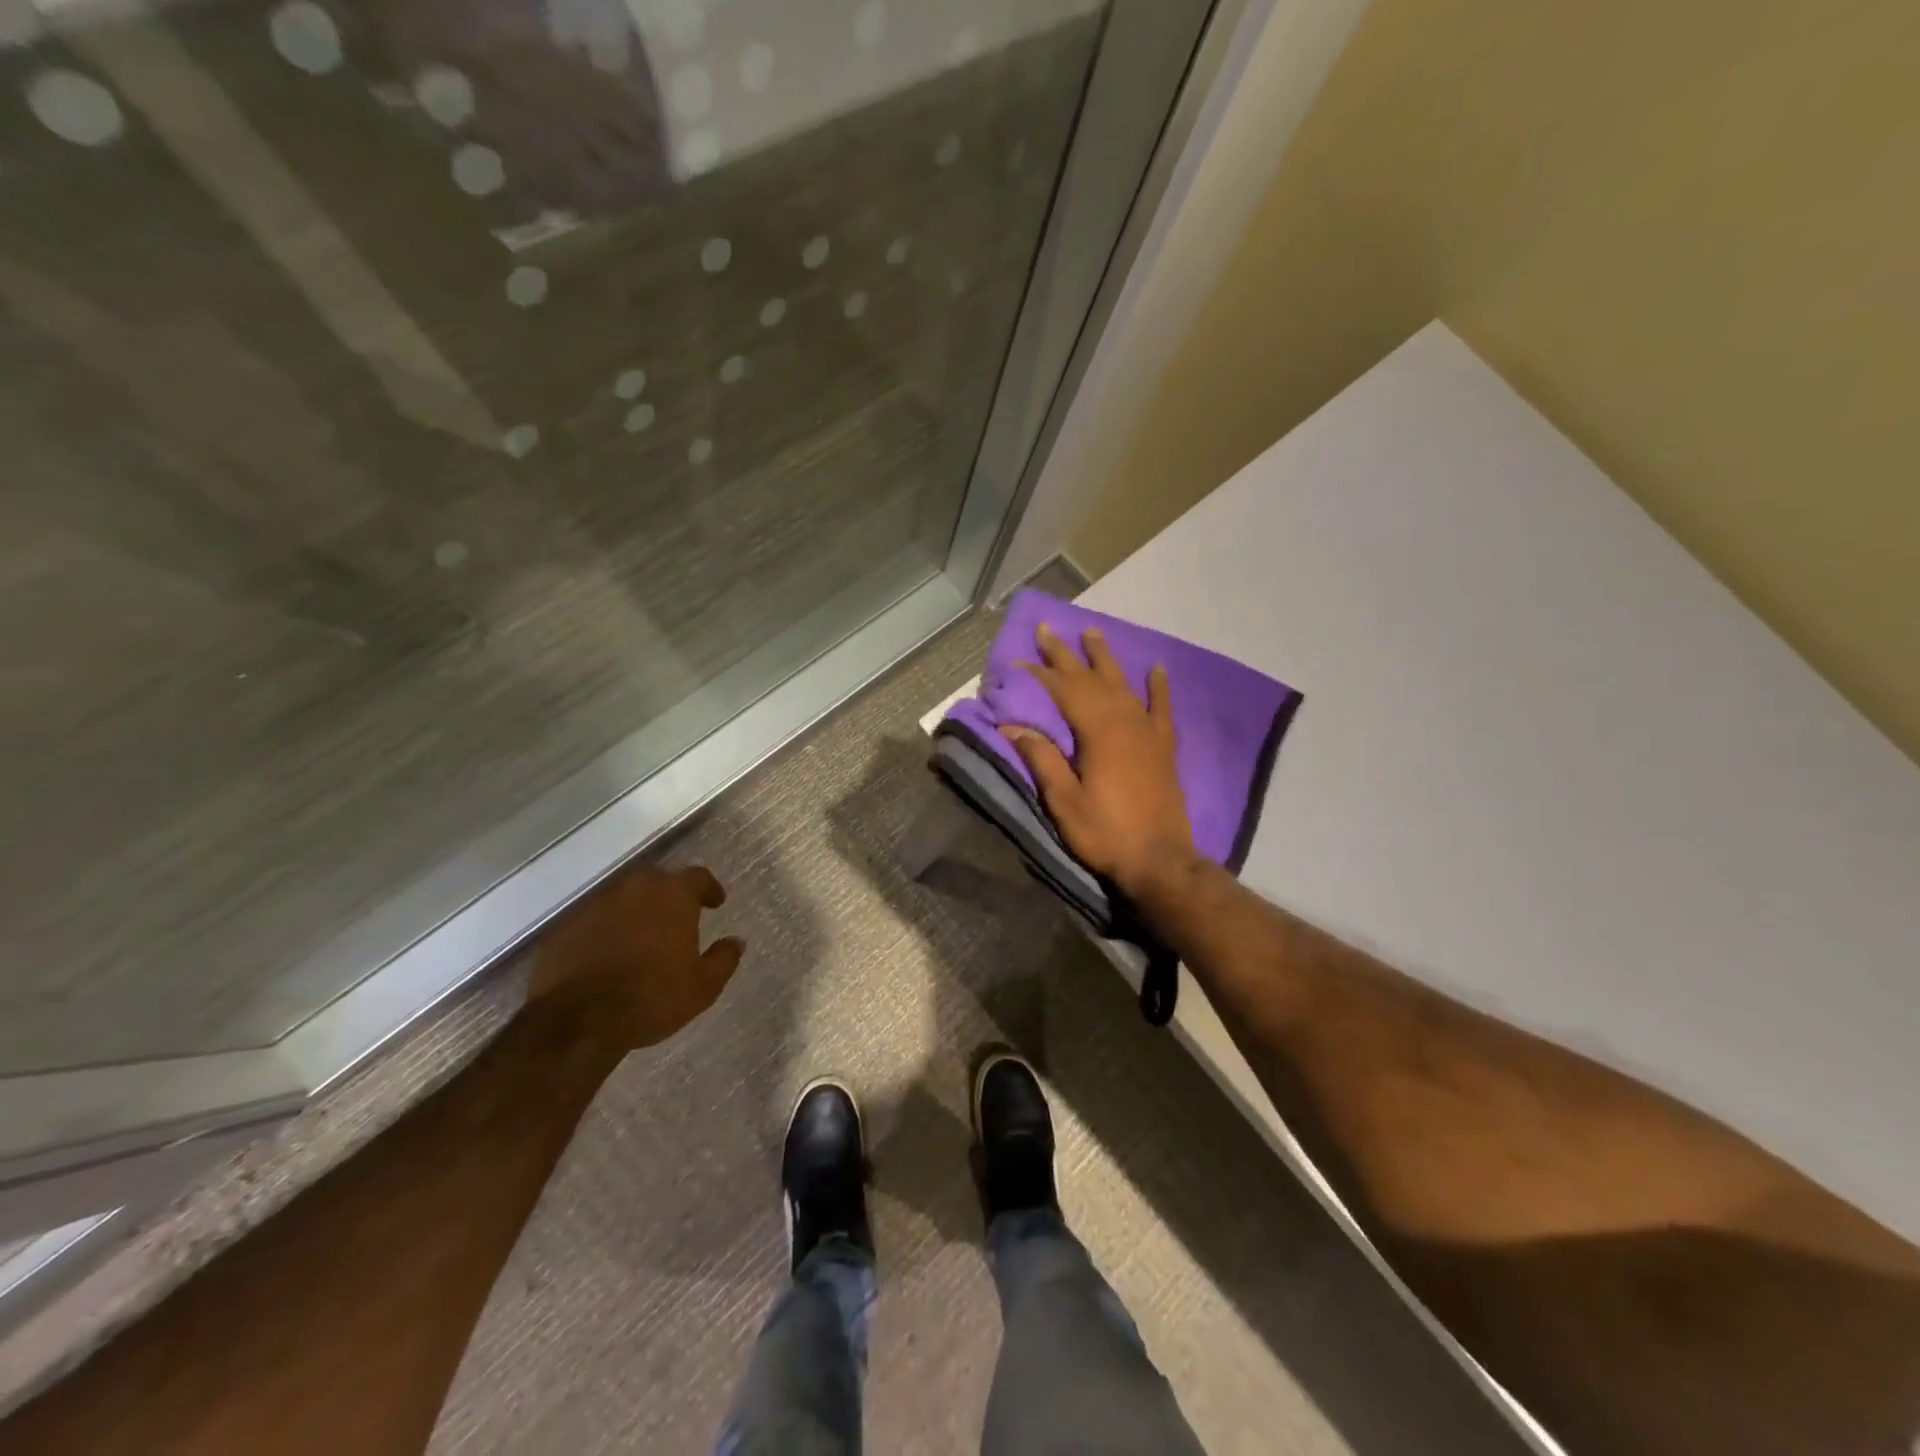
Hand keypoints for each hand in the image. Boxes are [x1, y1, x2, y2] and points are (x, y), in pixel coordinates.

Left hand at [528, 863, 742, 1050]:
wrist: (577, 1020)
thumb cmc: (651, 997)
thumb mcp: (703, 986)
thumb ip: (724, 959)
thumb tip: (736, 942)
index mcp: (673, 895)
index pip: (698, 877)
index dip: (709, 888)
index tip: (715, 903)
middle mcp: (635, 888)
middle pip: (657, 880)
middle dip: (669, 895)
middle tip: (677, 917)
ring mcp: (596, 904)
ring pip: (624, 897)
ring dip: (636, 910)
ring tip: (642, 935)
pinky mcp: (566, 926)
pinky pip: (594, 919)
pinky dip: (606, 929)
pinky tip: (609, 952)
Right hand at [1002, 623, 1199, 899]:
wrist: (1160, 860)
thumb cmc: (1105, 831)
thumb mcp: (1063, 799)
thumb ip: (1041, 758)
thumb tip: (1012, 726)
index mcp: (1097, 730)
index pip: (1062, 690)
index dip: (1039, 673)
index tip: (1018, 659)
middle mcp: (1124, 720)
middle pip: (1091, 678)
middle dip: (1066, 654)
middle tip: (1048, 628)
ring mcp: (1148, 731)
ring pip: (1123, 684)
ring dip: (1105, 659)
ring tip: (1093, 633)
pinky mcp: (1164, 746)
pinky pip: (1162, 708)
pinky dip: (1159, 687)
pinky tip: (1157, 669)